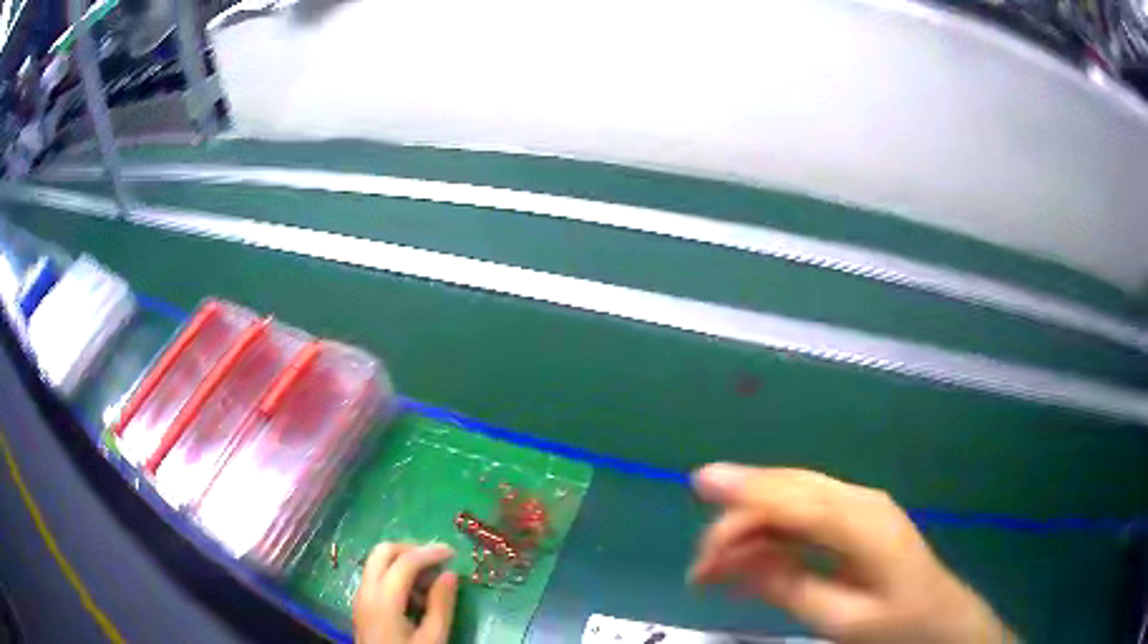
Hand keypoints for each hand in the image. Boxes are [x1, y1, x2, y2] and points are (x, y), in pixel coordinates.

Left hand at [352, 542, 458, 643]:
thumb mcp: (433, 638)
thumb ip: (441, 605)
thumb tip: (450, 574)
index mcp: (383, 600)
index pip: (404, 562)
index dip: (429, 552)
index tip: (453, 552)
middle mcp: (366, 591)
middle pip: (382, 552)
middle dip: (411, 549)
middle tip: (438, 560)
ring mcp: (360, 597)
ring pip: (377, 562)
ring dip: (403, 562)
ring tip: (430, 583)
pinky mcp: (362, 605)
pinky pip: (376, 577)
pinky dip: (395, 575)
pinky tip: (415, 596)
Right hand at [689, 465, 1012, 643]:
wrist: (941, 620)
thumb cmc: (897, 624)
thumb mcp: (842, 619)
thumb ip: (791, 587)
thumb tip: (738, 562)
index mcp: (863, 522)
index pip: (794, 499)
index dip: (744, 491)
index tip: (696, 486)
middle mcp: (859, 501)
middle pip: (790, 488)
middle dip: (738, 512)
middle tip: (699, 559)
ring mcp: (860, 507)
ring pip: (794, 496)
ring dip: (751, 524)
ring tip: (713, 564)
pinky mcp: (855, 520)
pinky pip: (805, 514)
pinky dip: (771, 531)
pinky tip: (749, 556)